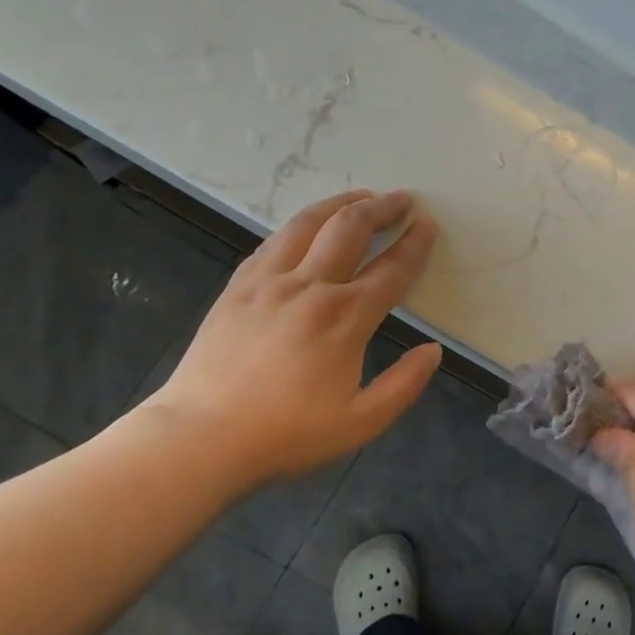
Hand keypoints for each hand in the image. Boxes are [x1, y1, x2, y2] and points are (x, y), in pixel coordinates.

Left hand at [143, 190, 441, 490]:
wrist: (201, 437)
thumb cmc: (287, 434)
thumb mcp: (361, 423)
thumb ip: (405, 385)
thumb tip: (433, 350)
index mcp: (346, 318)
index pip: (391, 268)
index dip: (415, 244)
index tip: (428, 224)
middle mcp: (310, 287)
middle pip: (350, 228)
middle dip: (381, 207)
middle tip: (401, 199)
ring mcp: (268, 282)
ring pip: (308, 223)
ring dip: (340, 204)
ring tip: (360, 197)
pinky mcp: (238, 287)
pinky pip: (273, 242)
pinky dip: (300, 226)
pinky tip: (307, 228)